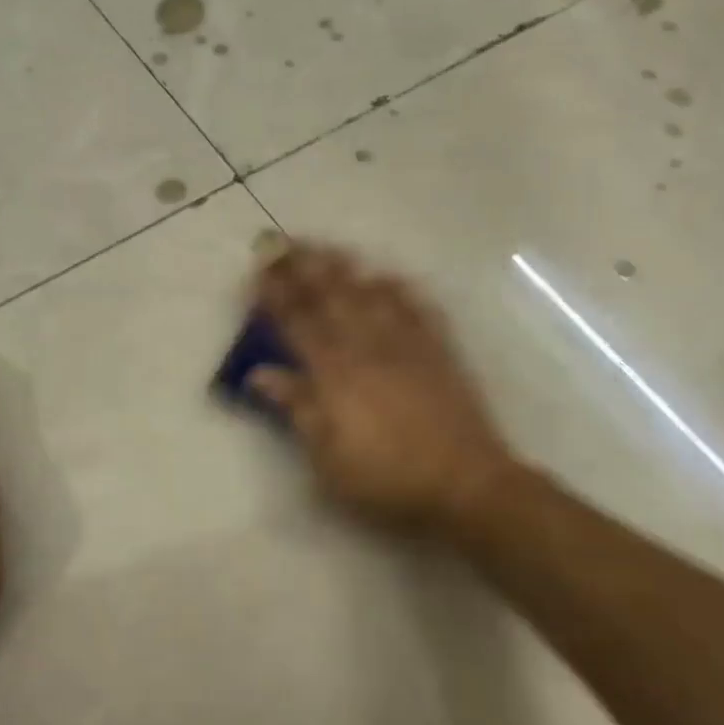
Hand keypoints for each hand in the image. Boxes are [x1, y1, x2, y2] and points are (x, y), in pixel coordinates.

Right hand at [251, 242, 518, 537]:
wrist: (464, 483)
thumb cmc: (386, 477)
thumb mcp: (328, 456)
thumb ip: (296, 407)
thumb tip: (259, 372)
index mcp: (334, 373)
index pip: (297, 322)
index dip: (275, 293)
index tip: (259, 267)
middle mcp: (367, 347)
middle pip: (330, 297)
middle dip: (302, 267)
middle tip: (282, 241)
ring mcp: (406, 344)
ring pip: (370, 294)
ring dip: (344, 268)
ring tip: (326, 247)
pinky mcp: (438, 351)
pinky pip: (417, 308)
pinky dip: (400, 289)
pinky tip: (389, 276)